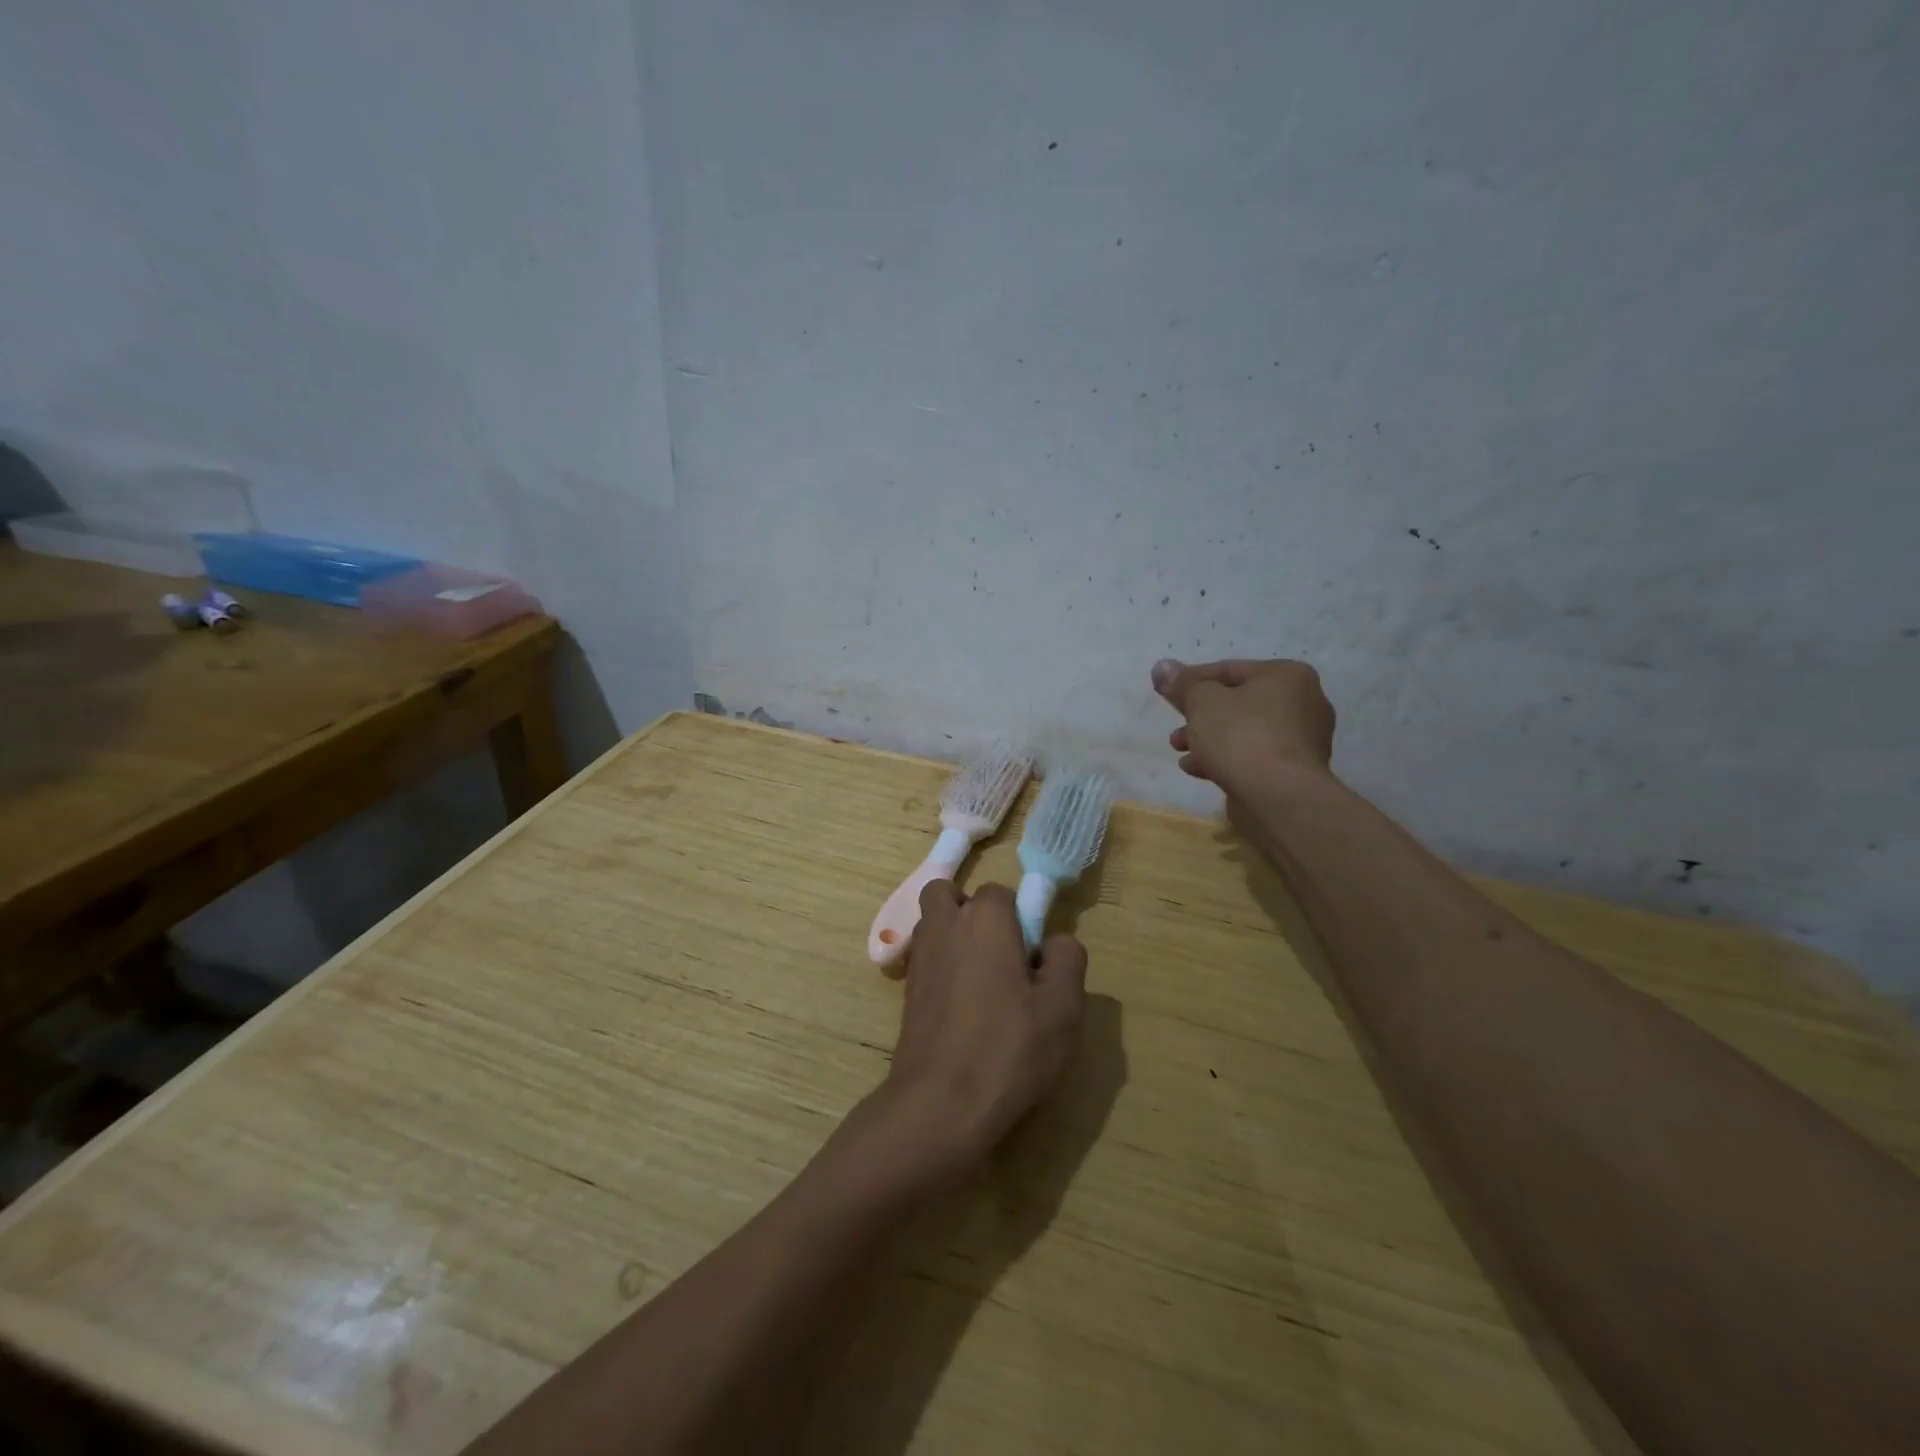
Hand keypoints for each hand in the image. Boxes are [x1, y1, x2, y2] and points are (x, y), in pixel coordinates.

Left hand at [877, 880, 1086, 1186]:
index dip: (1020, 918)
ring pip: (933, 924)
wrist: (939, 1104)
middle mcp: (944, 926)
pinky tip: (962, 1007)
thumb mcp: (1062, 1007)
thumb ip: (1067, 959)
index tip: (1034, 958)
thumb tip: (1055, 942)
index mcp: (984, 919)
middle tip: (1000, 955)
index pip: (1001, 892)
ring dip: (953, 936)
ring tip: (982, 981)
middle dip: (973, 912)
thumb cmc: (1008, 1049)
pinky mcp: (906, 991)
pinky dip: (941, 967)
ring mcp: (919, 958)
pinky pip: (925, 959)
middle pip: (951, 895)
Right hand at [1151, 657, 1336, 795]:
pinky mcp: (1296, 770)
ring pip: (1244, 731)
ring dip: (1209, 739)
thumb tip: (1162, 667)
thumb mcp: (1203, 702)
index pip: (1229, 669)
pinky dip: (1226, 758)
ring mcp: (1303, 740)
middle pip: (1238, 702)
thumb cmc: (1241, 737)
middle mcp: (1304, 702)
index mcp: (1287, 675)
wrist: (1279, 797)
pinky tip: (1198, 769)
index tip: (1165, 693)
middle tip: (1176, 730)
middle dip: (1200, 716)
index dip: (1192, 680)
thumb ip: (1183, 684)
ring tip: (1180, 751)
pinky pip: (1254, 756)